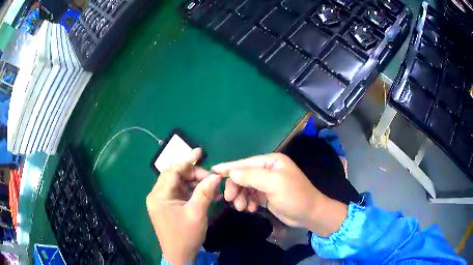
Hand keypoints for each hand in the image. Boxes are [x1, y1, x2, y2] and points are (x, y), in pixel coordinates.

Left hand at [146, 148, 220, 263]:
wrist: (179, 256)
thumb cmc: (185, 236)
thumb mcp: (196, 213)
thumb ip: (205, 192)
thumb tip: (216, 175)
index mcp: (159, 195)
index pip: (172, 171)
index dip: (187, 160)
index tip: (200, 152)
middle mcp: (158, 195)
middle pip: (176, 176)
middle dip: (194, 174)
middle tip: (212, 178)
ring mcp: (163, 201)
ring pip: (180, 184)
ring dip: (196, 184)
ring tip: (213, 188)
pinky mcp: (169, 206)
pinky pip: (181, 193)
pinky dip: (193, 192)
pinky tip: (207, 195)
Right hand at [212, 153, 346, 236]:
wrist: (309, 214)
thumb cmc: (294, 196)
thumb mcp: (274, 183)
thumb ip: (251, 176)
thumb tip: (231, 172)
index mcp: (271, 162)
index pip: (245, 163)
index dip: (228, 167)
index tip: (212, 172)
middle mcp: (268, 170)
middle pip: (243, 176)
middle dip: (236, 187)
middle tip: (230, 200)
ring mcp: (267, 183)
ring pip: (245, 187)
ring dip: (241, 197)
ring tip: (242, 208)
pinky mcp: (266, 196)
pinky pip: (250, 196)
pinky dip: (248, 202)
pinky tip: (251, 209)